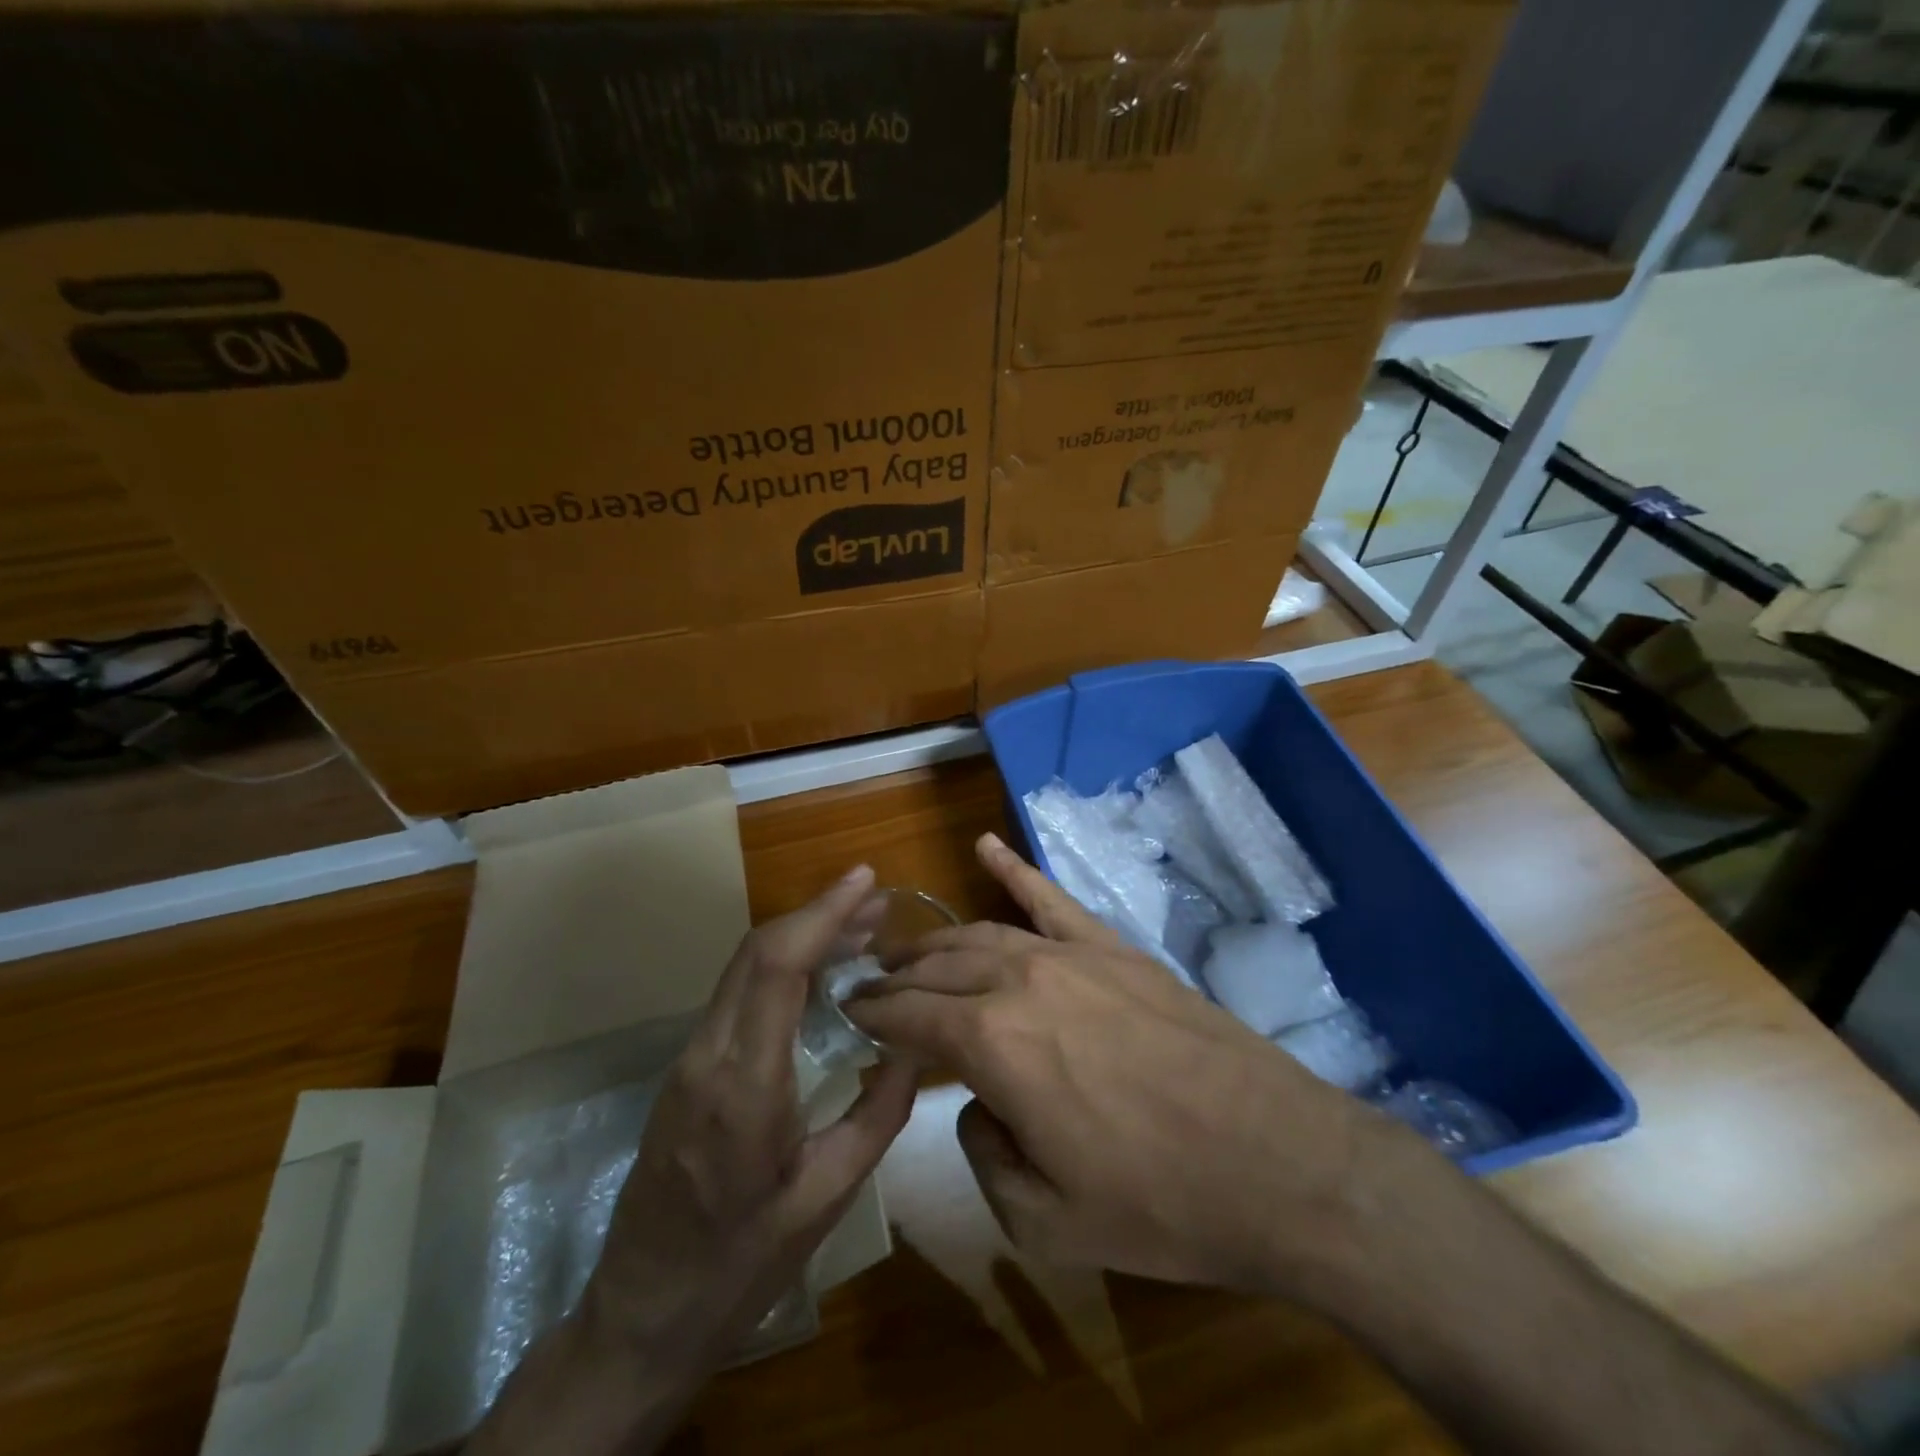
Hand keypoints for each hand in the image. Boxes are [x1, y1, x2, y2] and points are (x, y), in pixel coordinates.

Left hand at [584, 862, 916, 1376]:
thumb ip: (878, 1115)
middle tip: (876, 904)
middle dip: (819, 914)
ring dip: (802, 937)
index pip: (778, 967)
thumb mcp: (826, 1197)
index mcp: (745, 1086)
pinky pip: (738, 995)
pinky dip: (782, 967)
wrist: (642, 1316)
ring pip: (745, 967)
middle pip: (758, 952)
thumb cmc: (741, 1266)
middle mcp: (708, 1056)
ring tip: (860, 931)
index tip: (865, 881)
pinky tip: (820, 976)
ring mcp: (690, 1059)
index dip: (822, 913)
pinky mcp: (688, 1068)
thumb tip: (915, 1045)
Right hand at [848, 834, 1391, 1298]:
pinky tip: (984, 846)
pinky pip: (1052, 898)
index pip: (909, 1018)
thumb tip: (978, 1105)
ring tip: (911, 950)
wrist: (1275, 1163)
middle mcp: (1020, 980)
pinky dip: (1014, 868)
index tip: (848, 1014)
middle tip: (871, 986)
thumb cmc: (1157, 1203)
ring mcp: (1071, 954)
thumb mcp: (1044, 1219)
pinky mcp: (1115, 948)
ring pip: (983, 933)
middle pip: (939, 968)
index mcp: (992, 1043)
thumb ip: (984, 1153)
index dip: (873, 1017)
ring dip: (939, 940)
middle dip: (898, 978)